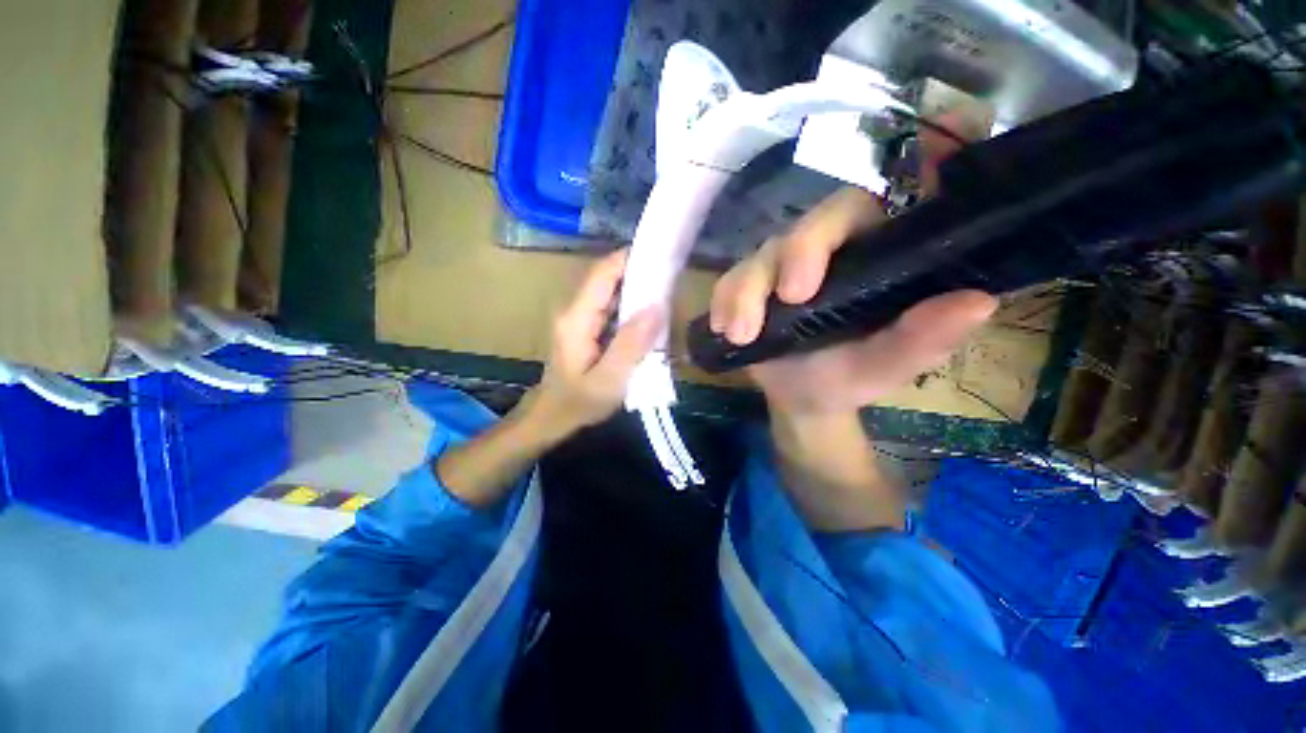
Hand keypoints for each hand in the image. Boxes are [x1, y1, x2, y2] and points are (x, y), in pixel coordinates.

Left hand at [527, 249, 662, 437]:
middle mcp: (575, 311)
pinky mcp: (586, 328)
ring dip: (638, 291)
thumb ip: (631, 345)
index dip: (630, 259)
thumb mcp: (608, 380)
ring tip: (668, 293)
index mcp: (577, 319)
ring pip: (611, 293)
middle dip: (639, 274)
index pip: (603, 274)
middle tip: (673, 278)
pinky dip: (632, 308)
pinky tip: (650, 317)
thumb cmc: (578, 404)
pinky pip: (612, 309)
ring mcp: (579, 318)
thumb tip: (657, 306)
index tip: (661, 254)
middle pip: (608, 279)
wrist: (552, 419)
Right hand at [709, 119, 997, 415]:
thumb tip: (977, 302)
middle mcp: (833, 246)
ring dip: (747, 291)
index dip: (917, 157)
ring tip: (742, 334)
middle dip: (800, 254)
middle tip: (792, 298)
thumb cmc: (849, 377)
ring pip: (763, 252)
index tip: (941, 131)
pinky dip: (725, 301)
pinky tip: (724, 328)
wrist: (801, 397)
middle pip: (815, 222)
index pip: (897, 198)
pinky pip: (730, 280)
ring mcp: (784, 262)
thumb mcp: (886, 367)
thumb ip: (922, 340)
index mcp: (879, 253)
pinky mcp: (749, 281)